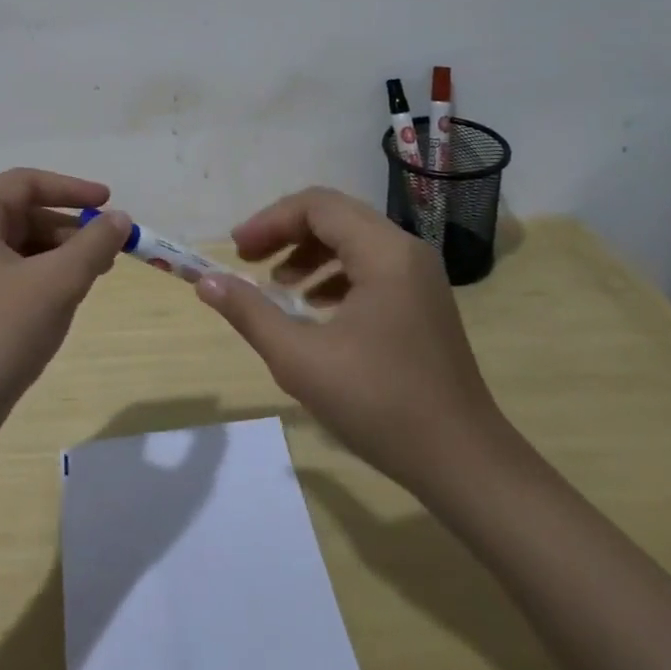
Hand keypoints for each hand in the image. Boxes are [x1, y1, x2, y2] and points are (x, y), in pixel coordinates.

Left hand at [0, 168, 129, 435]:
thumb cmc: (1, 332)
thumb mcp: (57, 282)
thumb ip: (93, 243)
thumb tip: (120, 219)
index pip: (24, 183)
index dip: (70, 189)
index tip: (108, 201)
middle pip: (22, 214)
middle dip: (69, 228)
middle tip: (109, 247)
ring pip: (20, 245)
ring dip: (60, 253)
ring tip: (96, 272)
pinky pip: (11, 272)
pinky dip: (43, 275)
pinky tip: (68, 295)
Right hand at [195, 186, 505, 491]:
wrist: (465, 463)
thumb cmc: (381, 406)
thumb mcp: (301, 360)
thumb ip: (250, 314)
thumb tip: (205, 282)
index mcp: (383, 252)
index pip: (317, 206)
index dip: (270, 221)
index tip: (236, 251)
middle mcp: (406, 250)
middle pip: (335, 215)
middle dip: (286, 233)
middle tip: (248, 260)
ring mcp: (419, 276)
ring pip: (353, 240)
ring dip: (309, 254)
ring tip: (278, 288)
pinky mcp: (423, 301)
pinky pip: (370, 266)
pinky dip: (334, 275)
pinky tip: (314, 310)